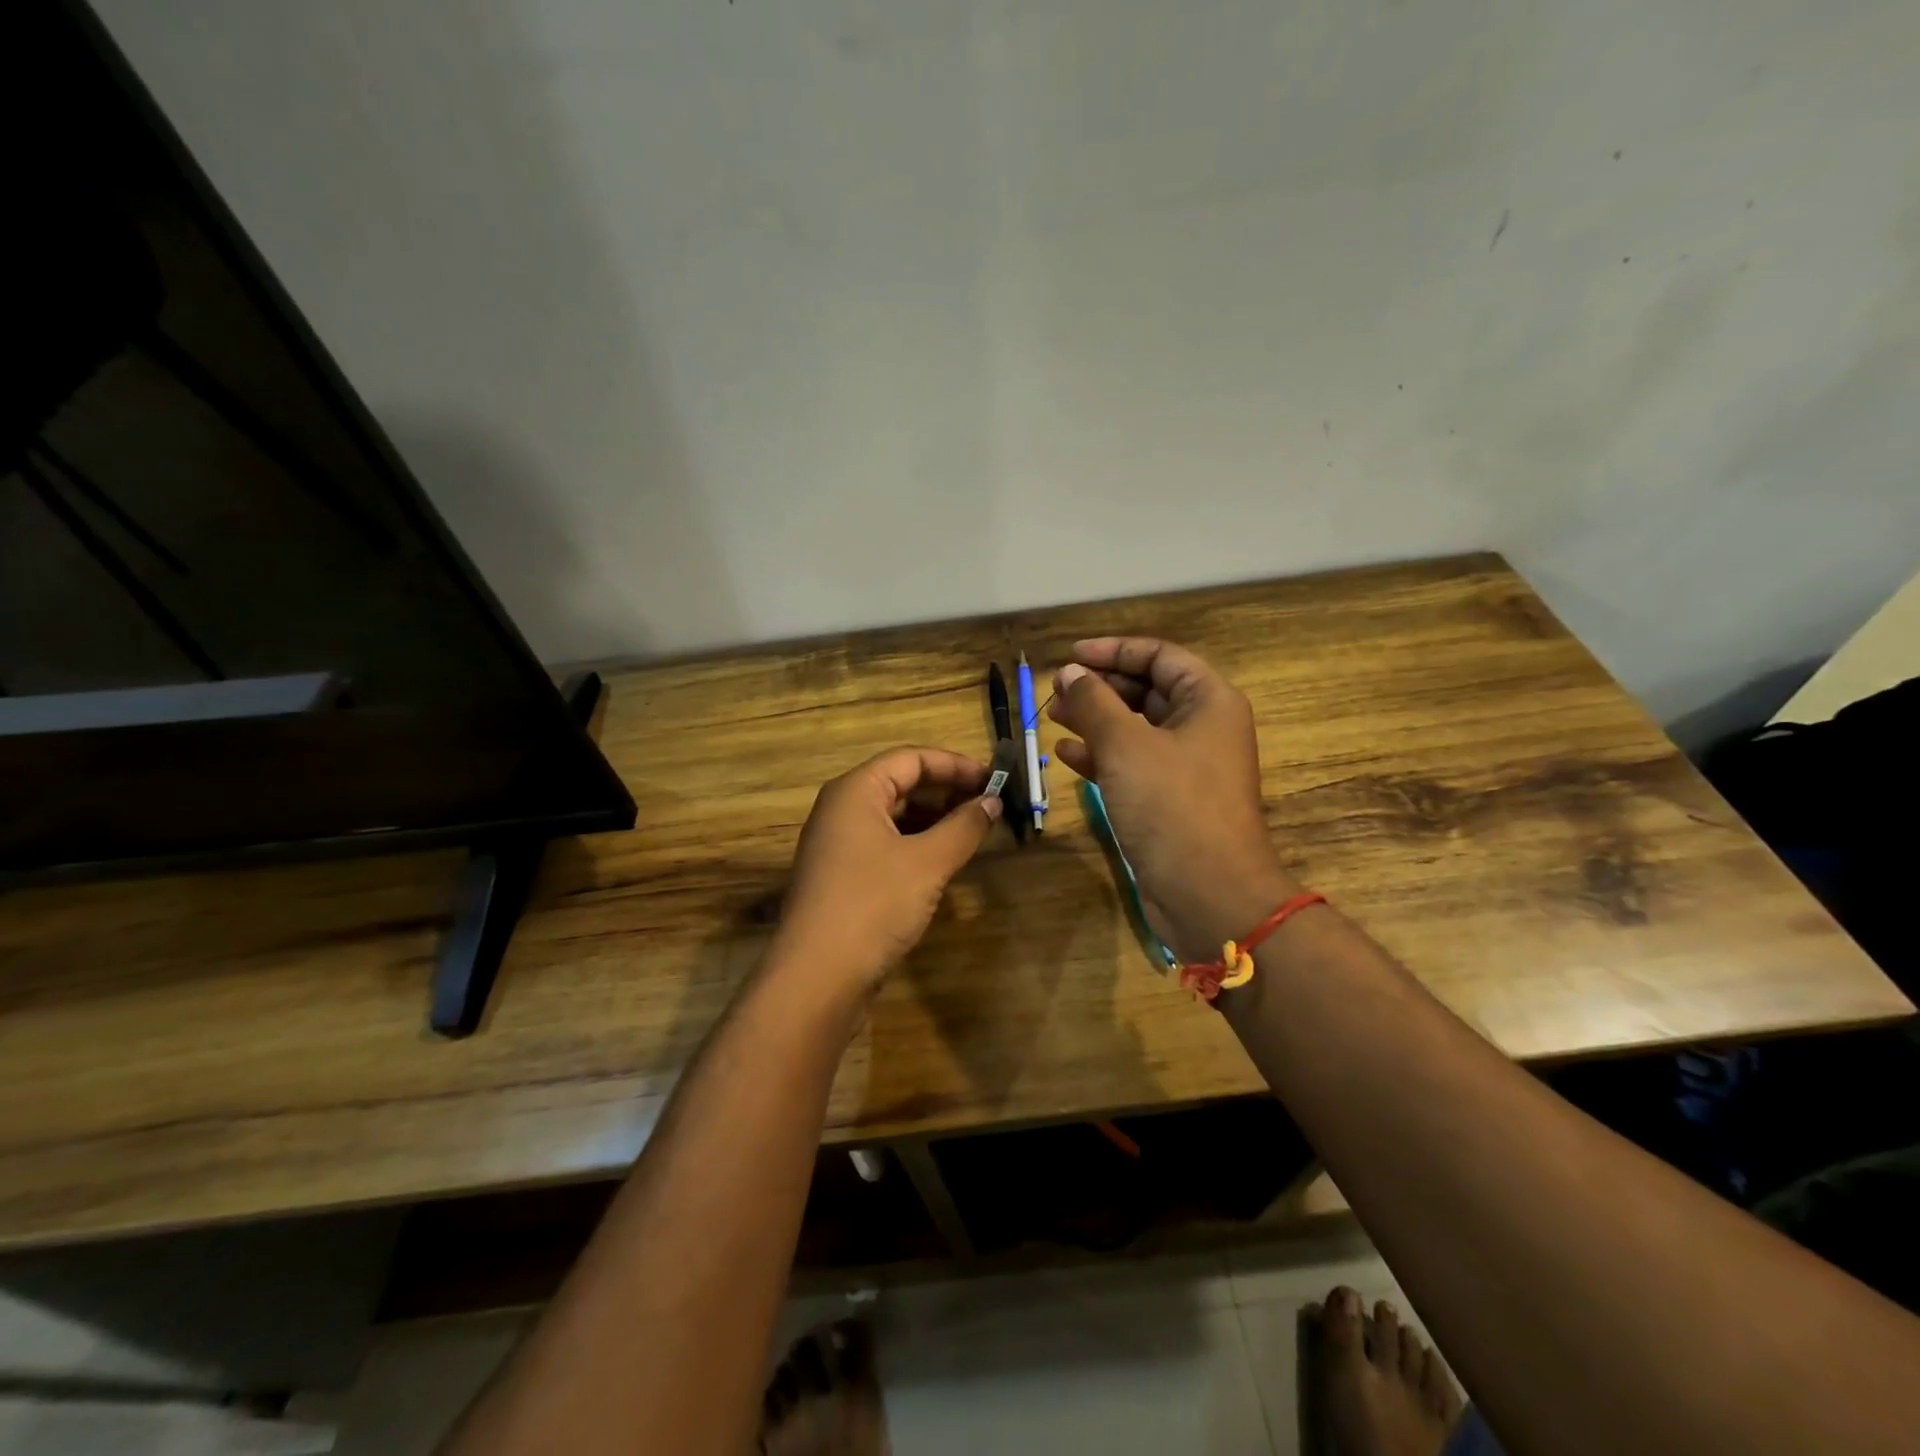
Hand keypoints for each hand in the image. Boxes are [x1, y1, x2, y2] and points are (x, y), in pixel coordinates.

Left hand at [772, 747, 1001, 1000]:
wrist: (817, 978)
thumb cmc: (873, 905)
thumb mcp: (927, 862)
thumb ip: (963, 827)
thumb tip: (991, 802)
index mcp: (855, 791)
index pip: (910, 758)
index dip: (955, 764)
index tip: (994, 778)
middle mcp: (841, 810)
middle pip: (901, 783)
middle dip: (947, 791)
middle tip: (990, 805)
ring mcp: (839, 846)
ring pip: (894, 817)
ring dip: (935, 819)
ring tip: (974, 831)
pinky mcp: (843, 878)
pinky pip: (886, 845)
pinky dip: (918, 845)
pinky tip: (945, 861)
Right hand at [1050, 639, 1298, 960]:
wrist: (1207, 892)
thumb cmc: (1171, 805)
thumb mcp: (1126, 745)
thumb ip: (1094, 702)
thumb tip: (1071, 672)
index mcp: (1208, 701)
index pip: (1159, 656)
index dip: (1113, 650)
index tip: (1070, 656)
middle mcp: (1202, 727)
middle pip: (1146, 690)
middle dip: (1100, 687)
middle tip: (1056, 690)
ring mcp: (1186, 766)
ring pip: (1135, 728)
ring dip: (1095, 720)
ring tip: (1053, 717)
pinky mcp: (1169, 799)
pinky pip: (1132, 763)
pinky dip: (1101, 755)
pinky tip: (1066, 755)